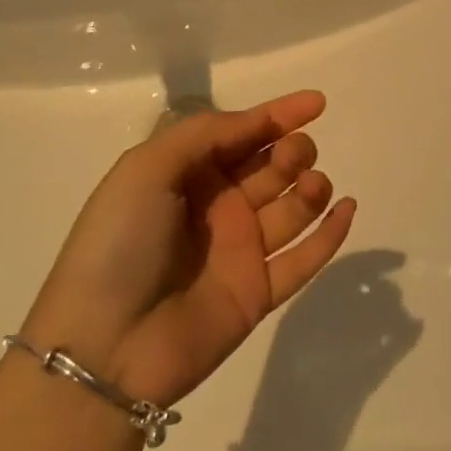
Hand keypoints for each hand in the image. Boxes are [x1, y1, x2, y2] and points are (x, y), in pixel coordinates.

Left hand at [21, 90, 355, 409]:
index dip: (278, 115)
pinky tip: (347, 208)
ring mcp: (239, 252)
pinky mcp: (257, 293)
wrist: (103, 348)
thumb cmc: (119, 244)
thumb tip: (256, 121)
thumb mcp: (146, 169)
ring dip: (312, 189)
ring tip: (313, 186)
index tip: (317, 102)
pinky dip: (330, 235)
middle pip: (271, 168)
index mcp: (188, 176)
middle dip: (292, 151)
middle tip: (296, 155)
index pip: (242, 135)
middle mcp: (217, 209)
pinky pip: (303, 260)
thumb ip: (204, 133)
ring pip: (292, 209)